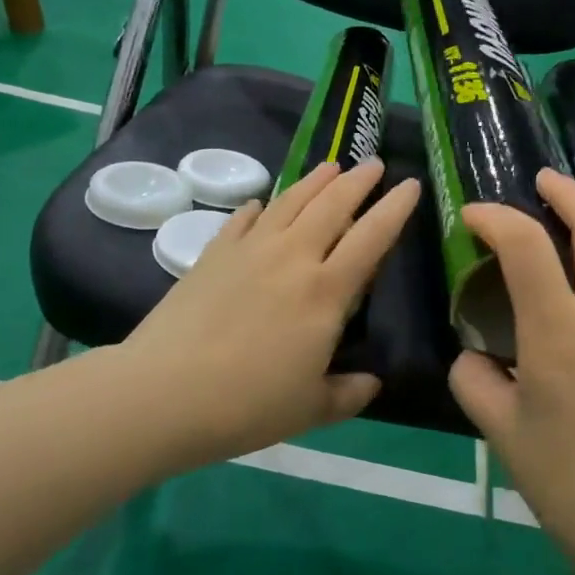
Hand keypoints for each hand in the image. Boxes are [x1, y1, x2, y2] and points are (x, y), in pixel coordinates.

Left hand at [123, 159, 419, 469]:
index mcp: (326, 292)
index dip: (394, 208)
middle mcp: (292, 257)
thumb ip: (348, 394)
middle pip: (332, 206)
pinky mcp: (214, 253)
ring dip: (315, 181)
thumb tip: (372, 383)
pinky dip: (259, 208)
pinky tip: (262, 203)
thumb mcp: (310, 409)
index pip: (371, 238)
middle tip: (374, 164)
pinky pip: (243, 219)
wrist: (162, 393)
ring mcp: (250, 250)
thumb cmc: (246, 404)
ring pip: (290, 202)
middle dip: (358, 181)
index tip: (411, 185)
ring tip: (330, 167)